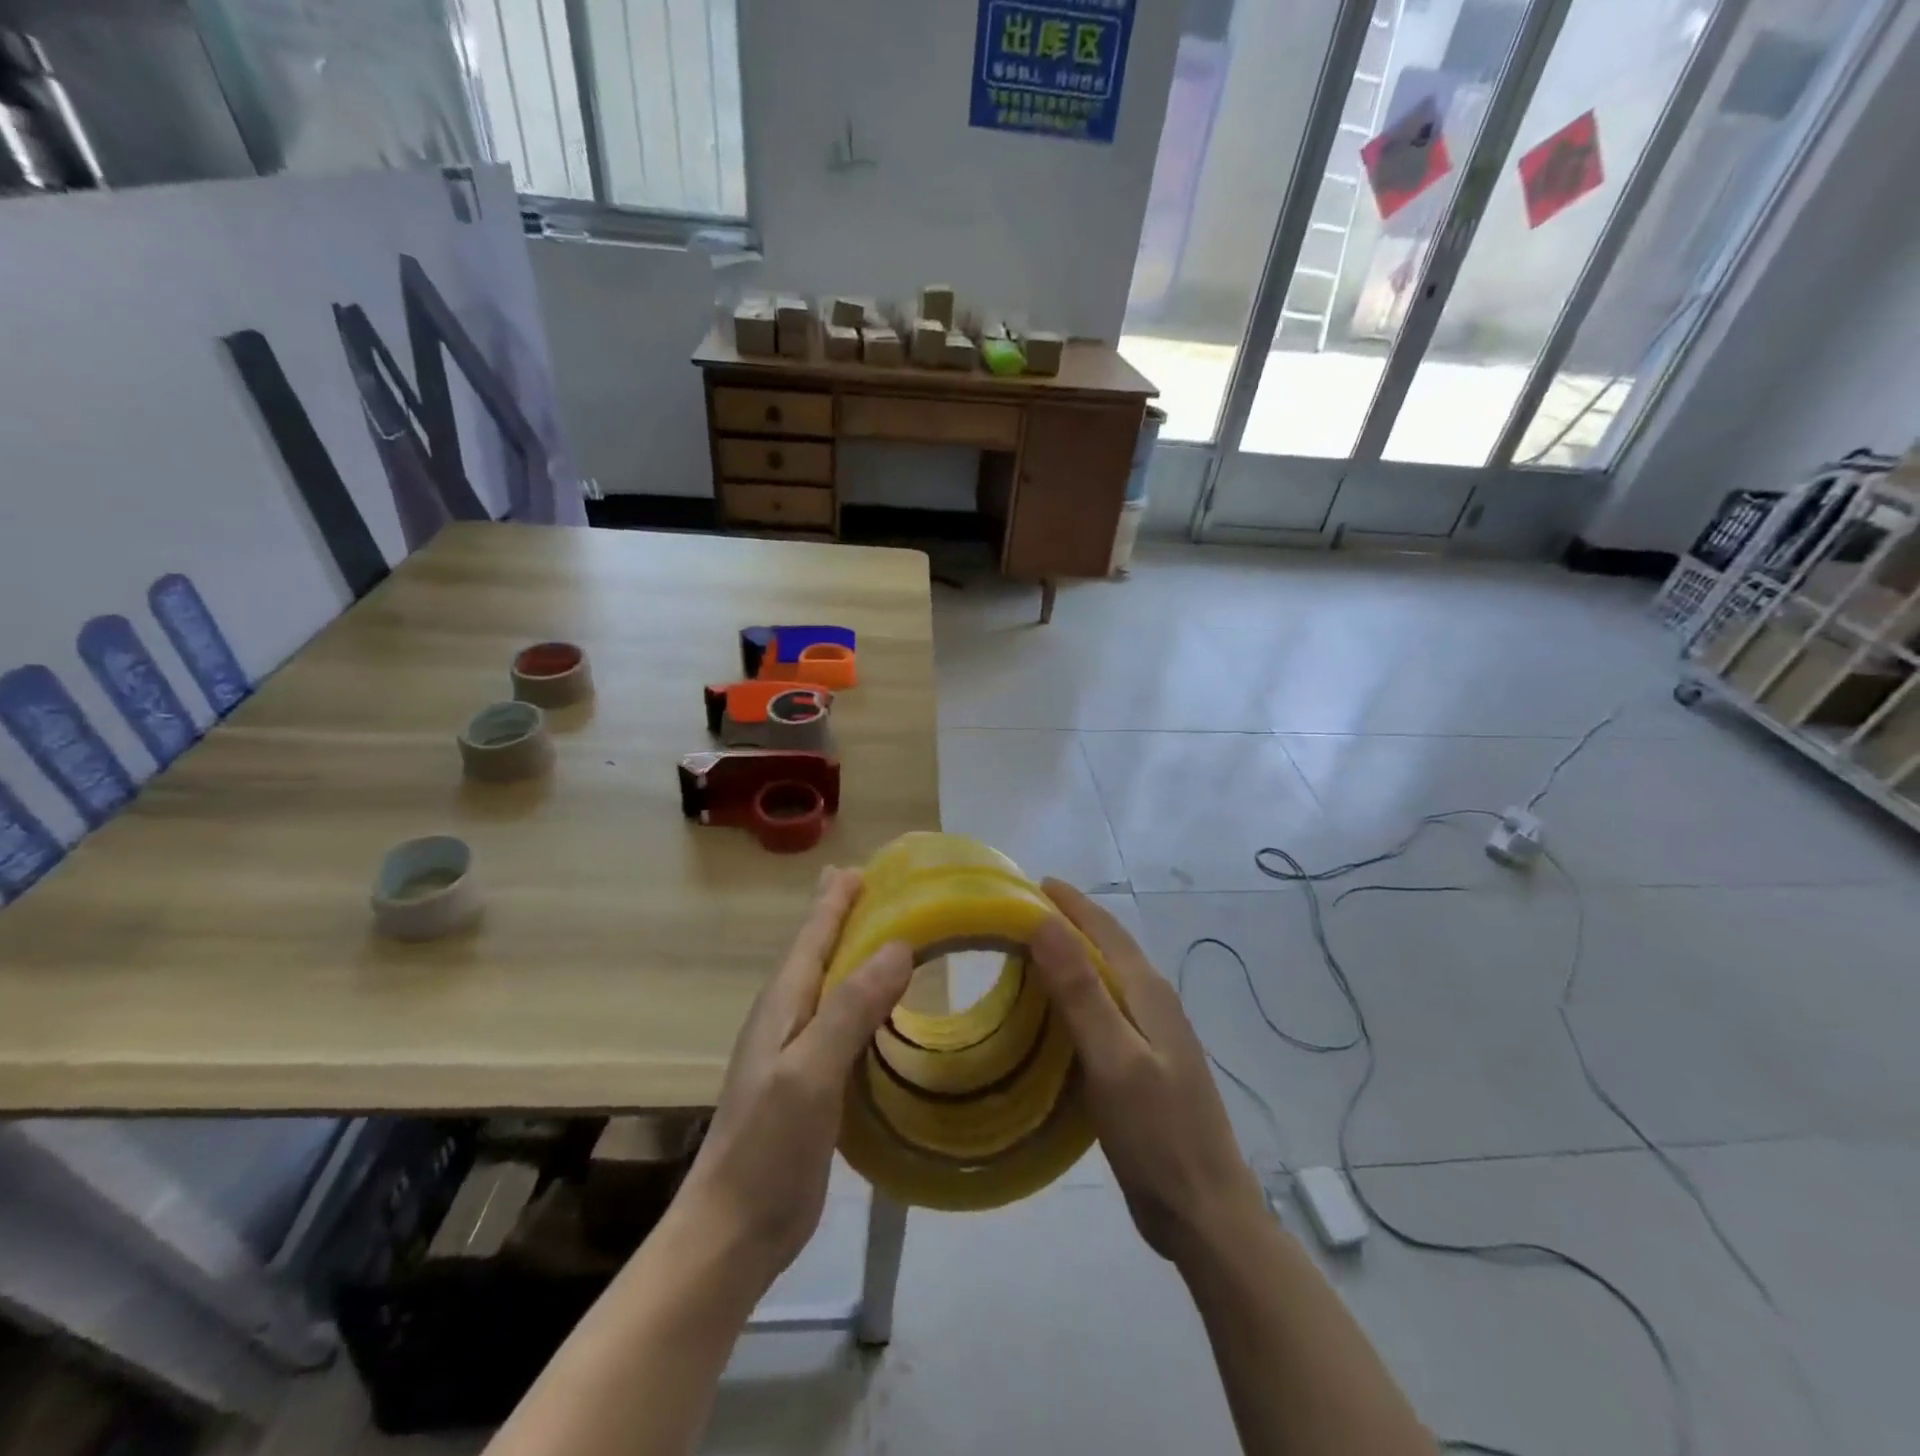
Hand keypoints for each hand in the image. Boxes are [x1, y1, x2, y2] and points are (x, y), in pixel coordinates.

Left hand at [673, 867, 911, 1291]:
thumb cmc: (767, 1146)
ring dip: (860, 957)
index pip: (813, 934)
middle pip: (822, 952)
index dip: (836, 899)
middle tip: (882, 889)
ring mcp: (799, 1052)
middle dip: (847, 917)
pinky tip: (888, 1008)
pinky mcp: (814, 1083)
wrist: (735, 1230)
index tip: (863, 867)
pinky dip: (868, 1002)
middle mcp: (789, 1017)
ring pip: (835, 986)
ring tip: (893, 937)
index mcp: (784, 1003)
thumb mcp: (810, 1071)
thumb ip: (851, 1008)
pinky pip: (846, 1024)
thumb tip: (899, 946)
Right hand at [1031, 881, 1263, 1266]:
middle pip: (1105, 949)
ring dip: (1068, 961)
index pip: (1104, 929)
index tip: (1029, 883)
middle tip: (1015, 916)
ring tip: (1024, 956)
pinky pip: (1102, 1014)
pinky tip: (1050, 1015)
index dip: (1069, 903)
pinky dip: (1073, 999)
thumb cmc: (1157, 1134)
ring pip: (1103, 981)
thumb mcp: (1113, 1058)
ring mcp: (1150, 1037)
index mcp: (1148, 993)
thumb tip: (1045, 921)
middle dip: (1067, 924)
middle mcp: (1152, 1004)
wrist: (1204, 1214)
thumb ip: (1081, 990)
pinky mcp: (1141, 1066)